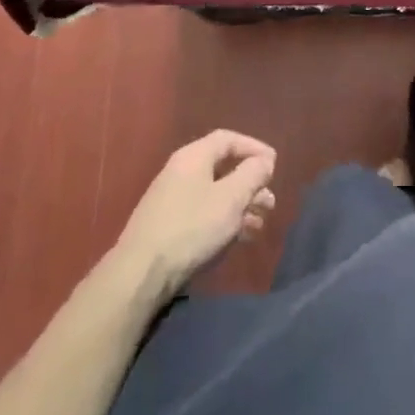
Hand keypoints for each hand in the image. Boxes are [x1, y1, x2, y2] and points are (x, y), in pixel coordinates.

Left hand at [113, 131, 276, 304]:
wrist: (141, 275)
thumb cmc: (192, 227)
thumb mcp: (231, 198)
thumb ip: (252, 174)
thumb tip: (264, 160)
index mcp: (193, 157)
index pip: (228, 139)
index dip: (254, 148)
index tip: (274, 165)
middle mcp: (181, 172)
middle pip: (223, 168)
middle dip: (250, 184)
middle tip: (269, 201)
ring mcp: (172, 201)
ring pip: (215, 194)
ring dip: (241, 206)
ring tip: (260, 224)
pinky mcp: (168, 227)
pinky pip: (204, 214)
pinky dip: (225, 221)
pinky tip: (240, 238)